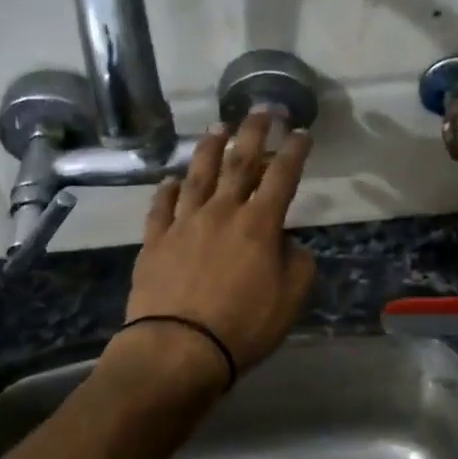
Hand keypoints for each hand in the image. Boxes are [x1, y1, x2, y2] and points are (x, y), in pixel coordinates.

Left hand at [121, 111, 317, 381]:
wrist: (179, 348)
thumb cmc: (244, 326)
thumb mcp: (292, 298)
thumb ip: (298, 262)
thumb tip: (286, 243)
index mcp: (259, 224)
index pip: (282, 177)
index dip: (294, 152)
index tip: (302, 133)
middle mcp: (221, 212)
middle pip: (240, 163)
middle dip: (254, 132)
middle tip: (263, 110)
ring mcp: (184, 224)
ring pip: (198, 175)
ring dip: (210, 148)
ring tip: (218, 128)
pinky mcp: (155, 242)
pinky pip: (161, 207)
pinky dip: (167, 190)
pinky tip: (171, 179)